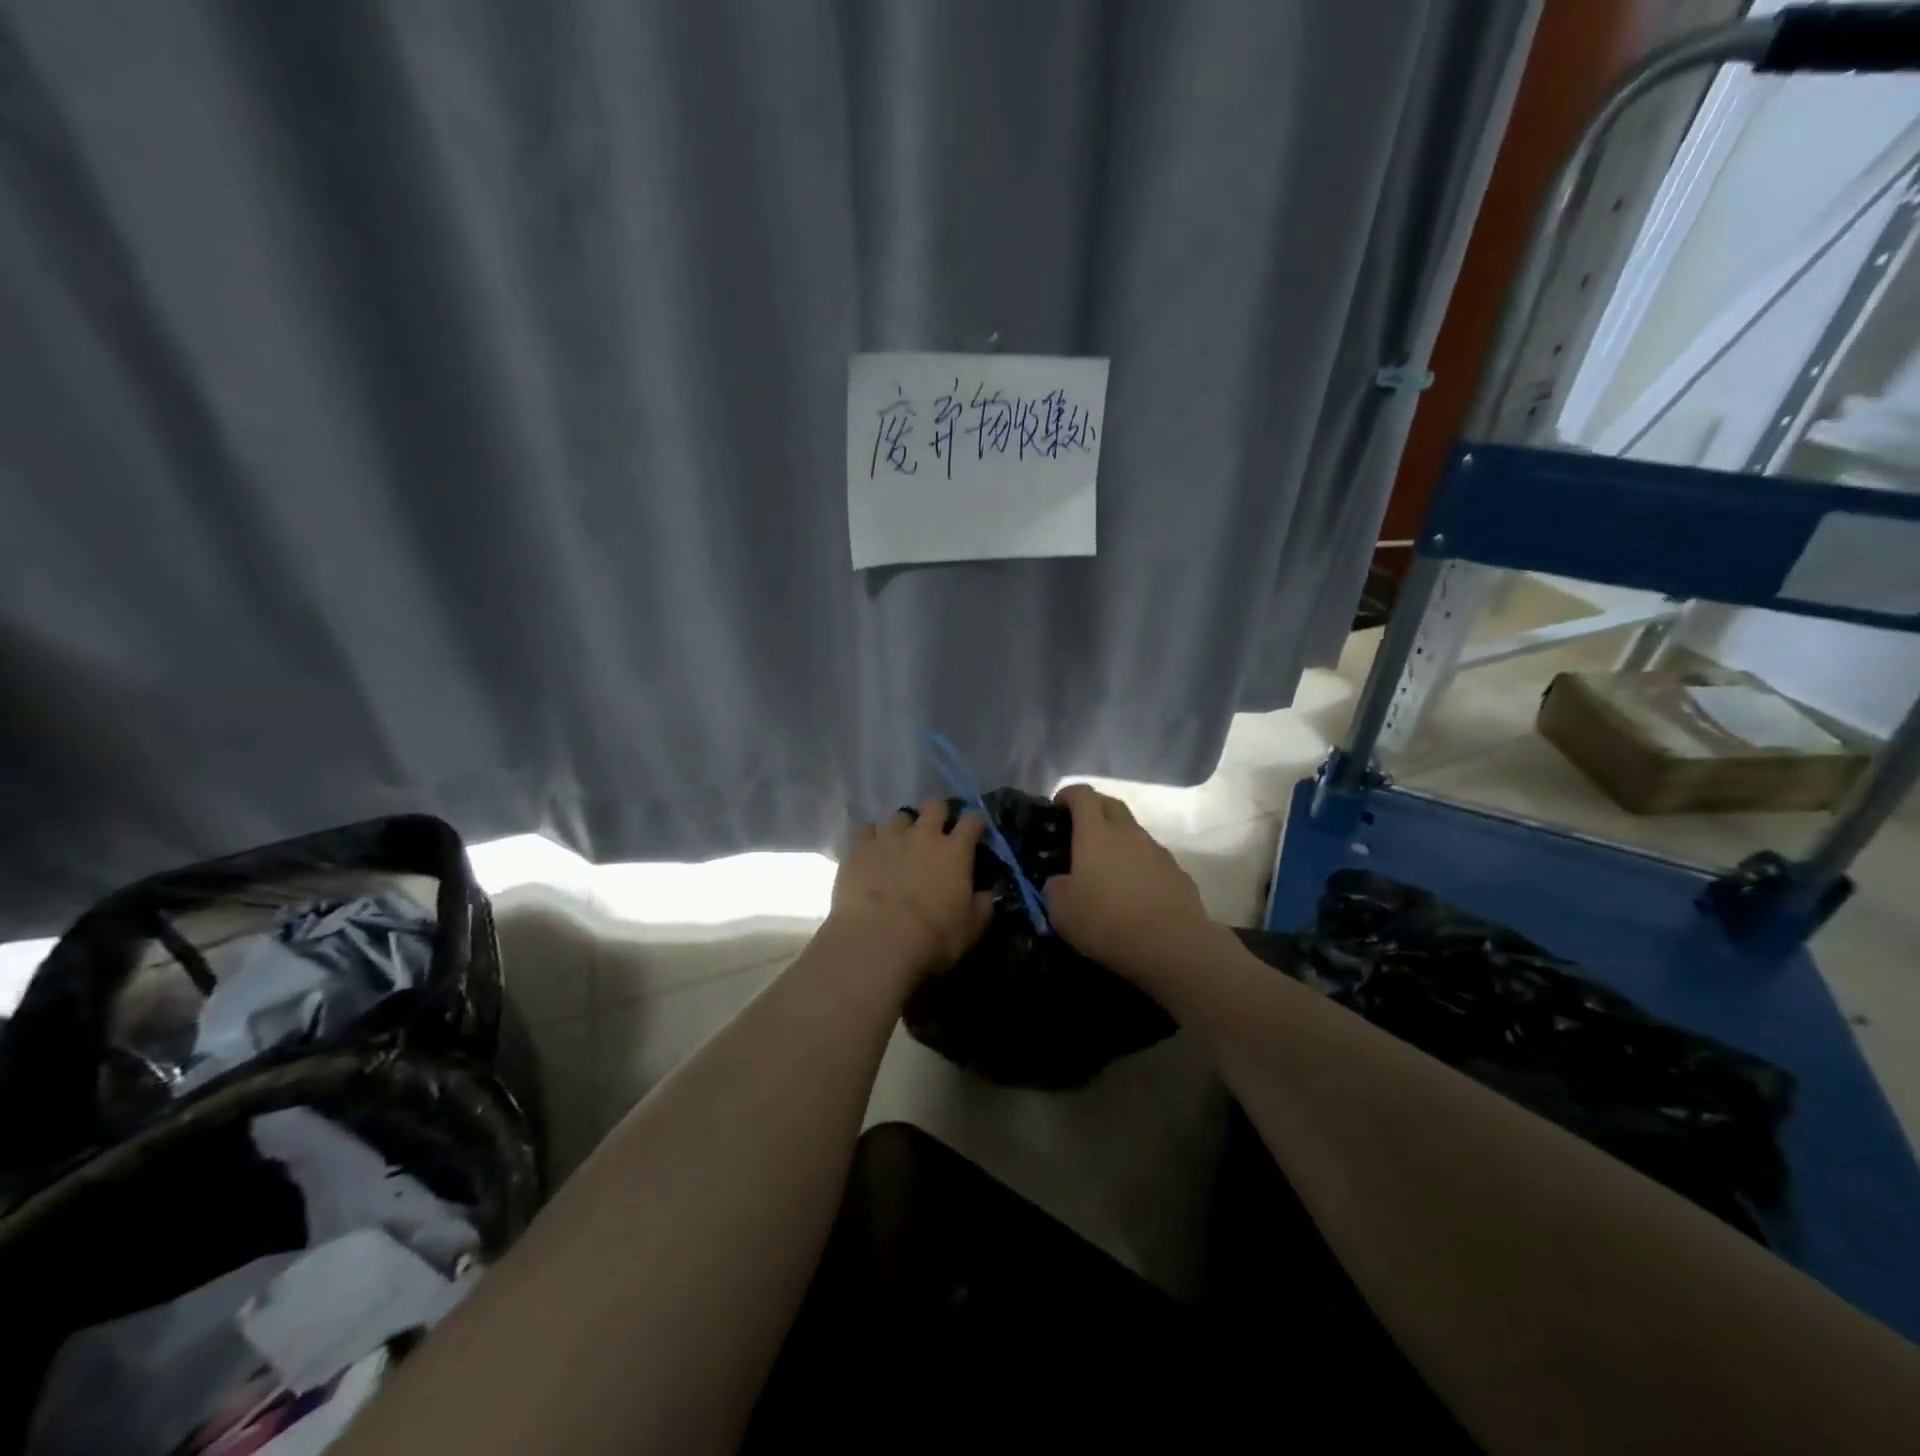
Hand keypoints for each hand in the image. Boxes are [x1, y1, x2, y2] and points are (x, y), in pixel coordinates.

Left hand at [828, 801, 993, 979]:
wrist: (878, 938)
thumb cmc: (933, 936)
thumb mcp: (970, 928)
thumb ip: (982, 905)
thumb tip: (987, 894)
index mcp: (955, 851)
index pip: (972, 821)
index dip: (975, 823)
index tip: (975, 832)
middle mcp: (924, 835)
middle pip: (934, 806)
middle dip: (937, 813)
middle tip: (935, 831)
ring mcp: (889, 837)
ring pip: (899, 816)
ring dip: (903, 827)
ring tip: (899, 844)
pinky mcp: (860, 847)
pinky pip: (867, 830)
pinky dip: (872, 837)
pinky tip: (871, 851)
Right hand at [1044, 784, 1214, 974]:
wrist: (1172, 945)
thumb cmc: (1108, 922)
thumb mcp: (1062, 912)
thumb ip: (1055, 889)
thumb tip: (1060, 882)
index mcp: (1096, 834)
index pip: (1083, 795)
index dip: (1068, 794)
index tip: (1057, 806)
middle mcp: (1128, 833)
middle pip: (1111, 804)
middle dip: (1094, 808)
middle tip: (1079, 829)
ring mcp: (1157, 851)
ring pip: (1134, 831)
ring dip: (1118, 838)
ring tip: (1107, 867)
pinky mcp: (1177, 872)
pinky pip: (1152, 858)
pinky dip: (1139, 864)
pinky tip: (1134, 891)